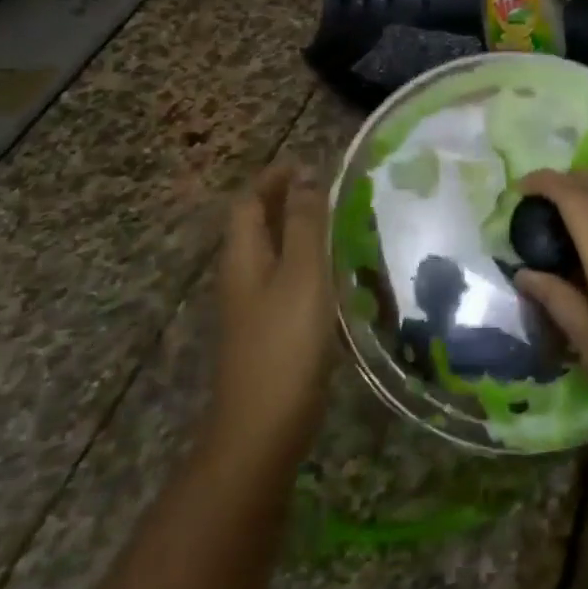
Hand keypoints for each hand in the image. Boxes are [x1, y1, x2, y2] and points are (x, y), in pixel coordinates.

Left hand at [205, 164, 335, 468]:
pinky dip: (309, 262)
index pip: (249, 202)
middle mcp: (243, 275)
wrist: (265, 425)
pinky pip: (288, 279)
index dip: (274, 179)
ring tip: (344, 222)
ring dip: (301, 231)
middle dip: (288, 201)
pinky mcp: (271, 329)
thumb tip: (305, 178)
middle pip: (258, 226)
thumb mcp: (301, 274)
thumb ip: (305, 225)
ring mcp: (255, 306)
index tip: (309, 163)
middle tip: (333, 189)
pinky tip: (340, 271)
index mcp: (243, 257)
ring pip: (274, 253)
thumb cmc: (285, 342)